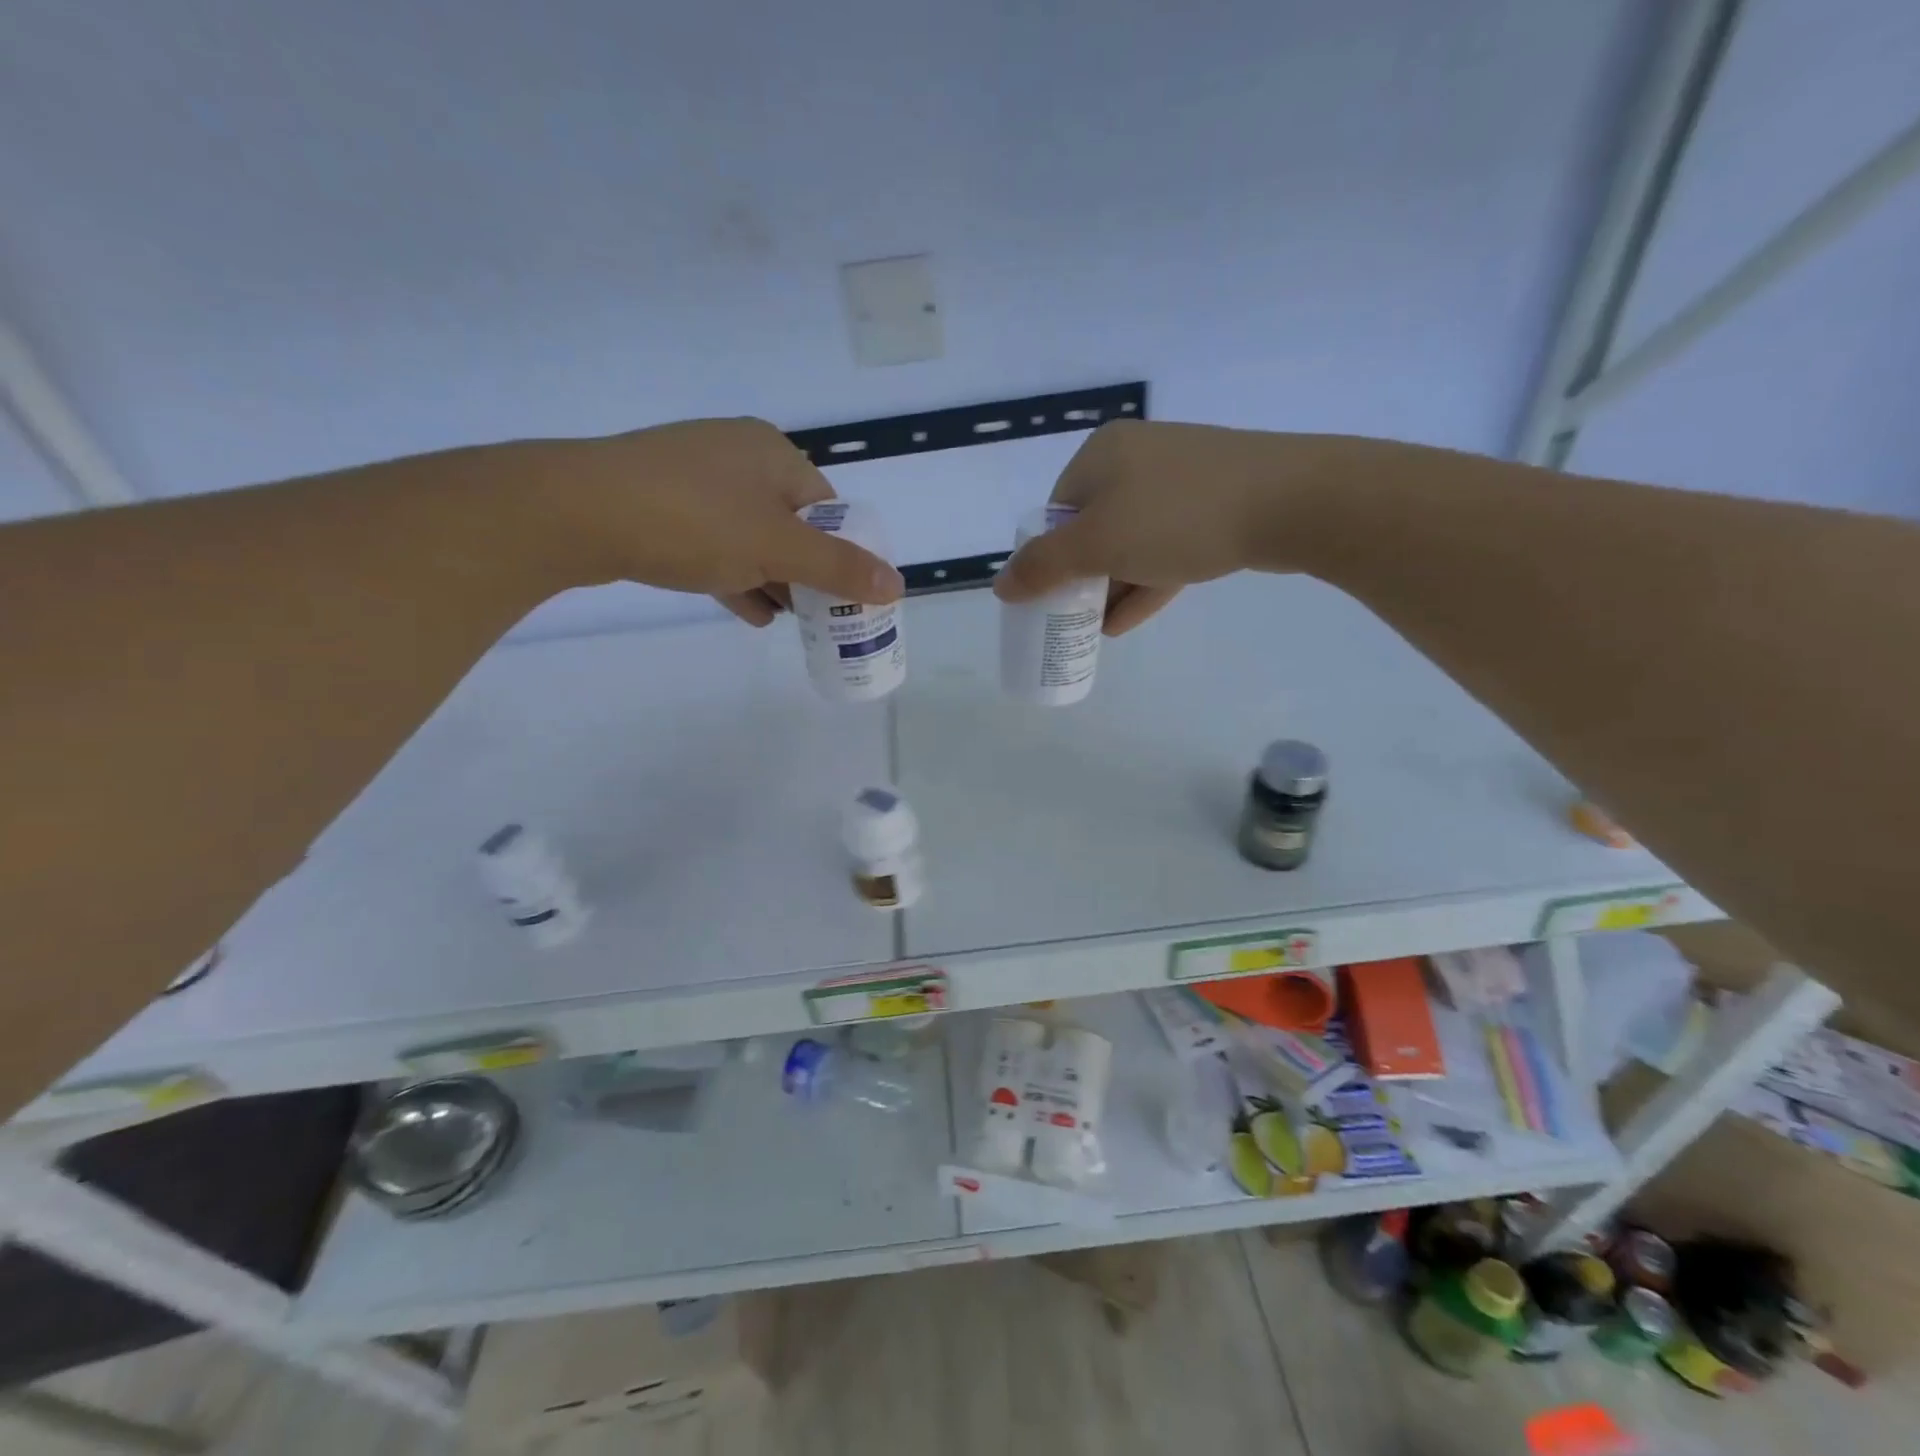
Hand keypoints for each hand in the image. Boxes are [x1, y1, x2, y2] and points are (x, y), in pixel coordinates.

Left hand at [559, 417, 903, 624]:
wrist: (577, 511)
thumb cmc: (694, 521)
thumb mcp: (776, 549)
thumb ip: (838, 568)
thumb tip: (898, 585)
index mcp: (773, 453)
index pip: (827, 507)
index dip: (842, 552)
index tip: (844, 594)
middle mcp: (737, 455)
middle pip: (790, 522)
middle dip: (805, 571)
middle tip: (817, 613)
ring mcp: (694, 477)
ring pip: (750, 535)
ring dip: (772, 578)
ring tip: (787, 619)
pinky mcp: (660, 502)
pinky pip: (713, 541)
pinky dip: (735, 575)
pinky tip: (748, 611)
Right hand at [991, 420, 1329, 632]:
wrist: (1292, 501)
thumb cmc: (1177, 517)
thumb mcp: (1097, 545)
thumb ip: (1043, 568)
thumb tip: (1000, 585)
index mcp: (1103, 454)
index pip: (1057, 510)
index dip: (1047, 557)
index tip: (1049, 597)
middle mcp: (1139, 459)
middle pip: (1093, 527)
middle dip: (1080, 578)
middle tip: (1070, 617)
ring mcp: (1182, 482)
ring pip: (1131, 541)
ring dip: (1110, 587)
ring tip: (1093, 629)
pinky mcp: (1216, 507)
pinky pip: (1166, 548)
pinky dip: (1144, 583)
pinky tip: (1125, 622)